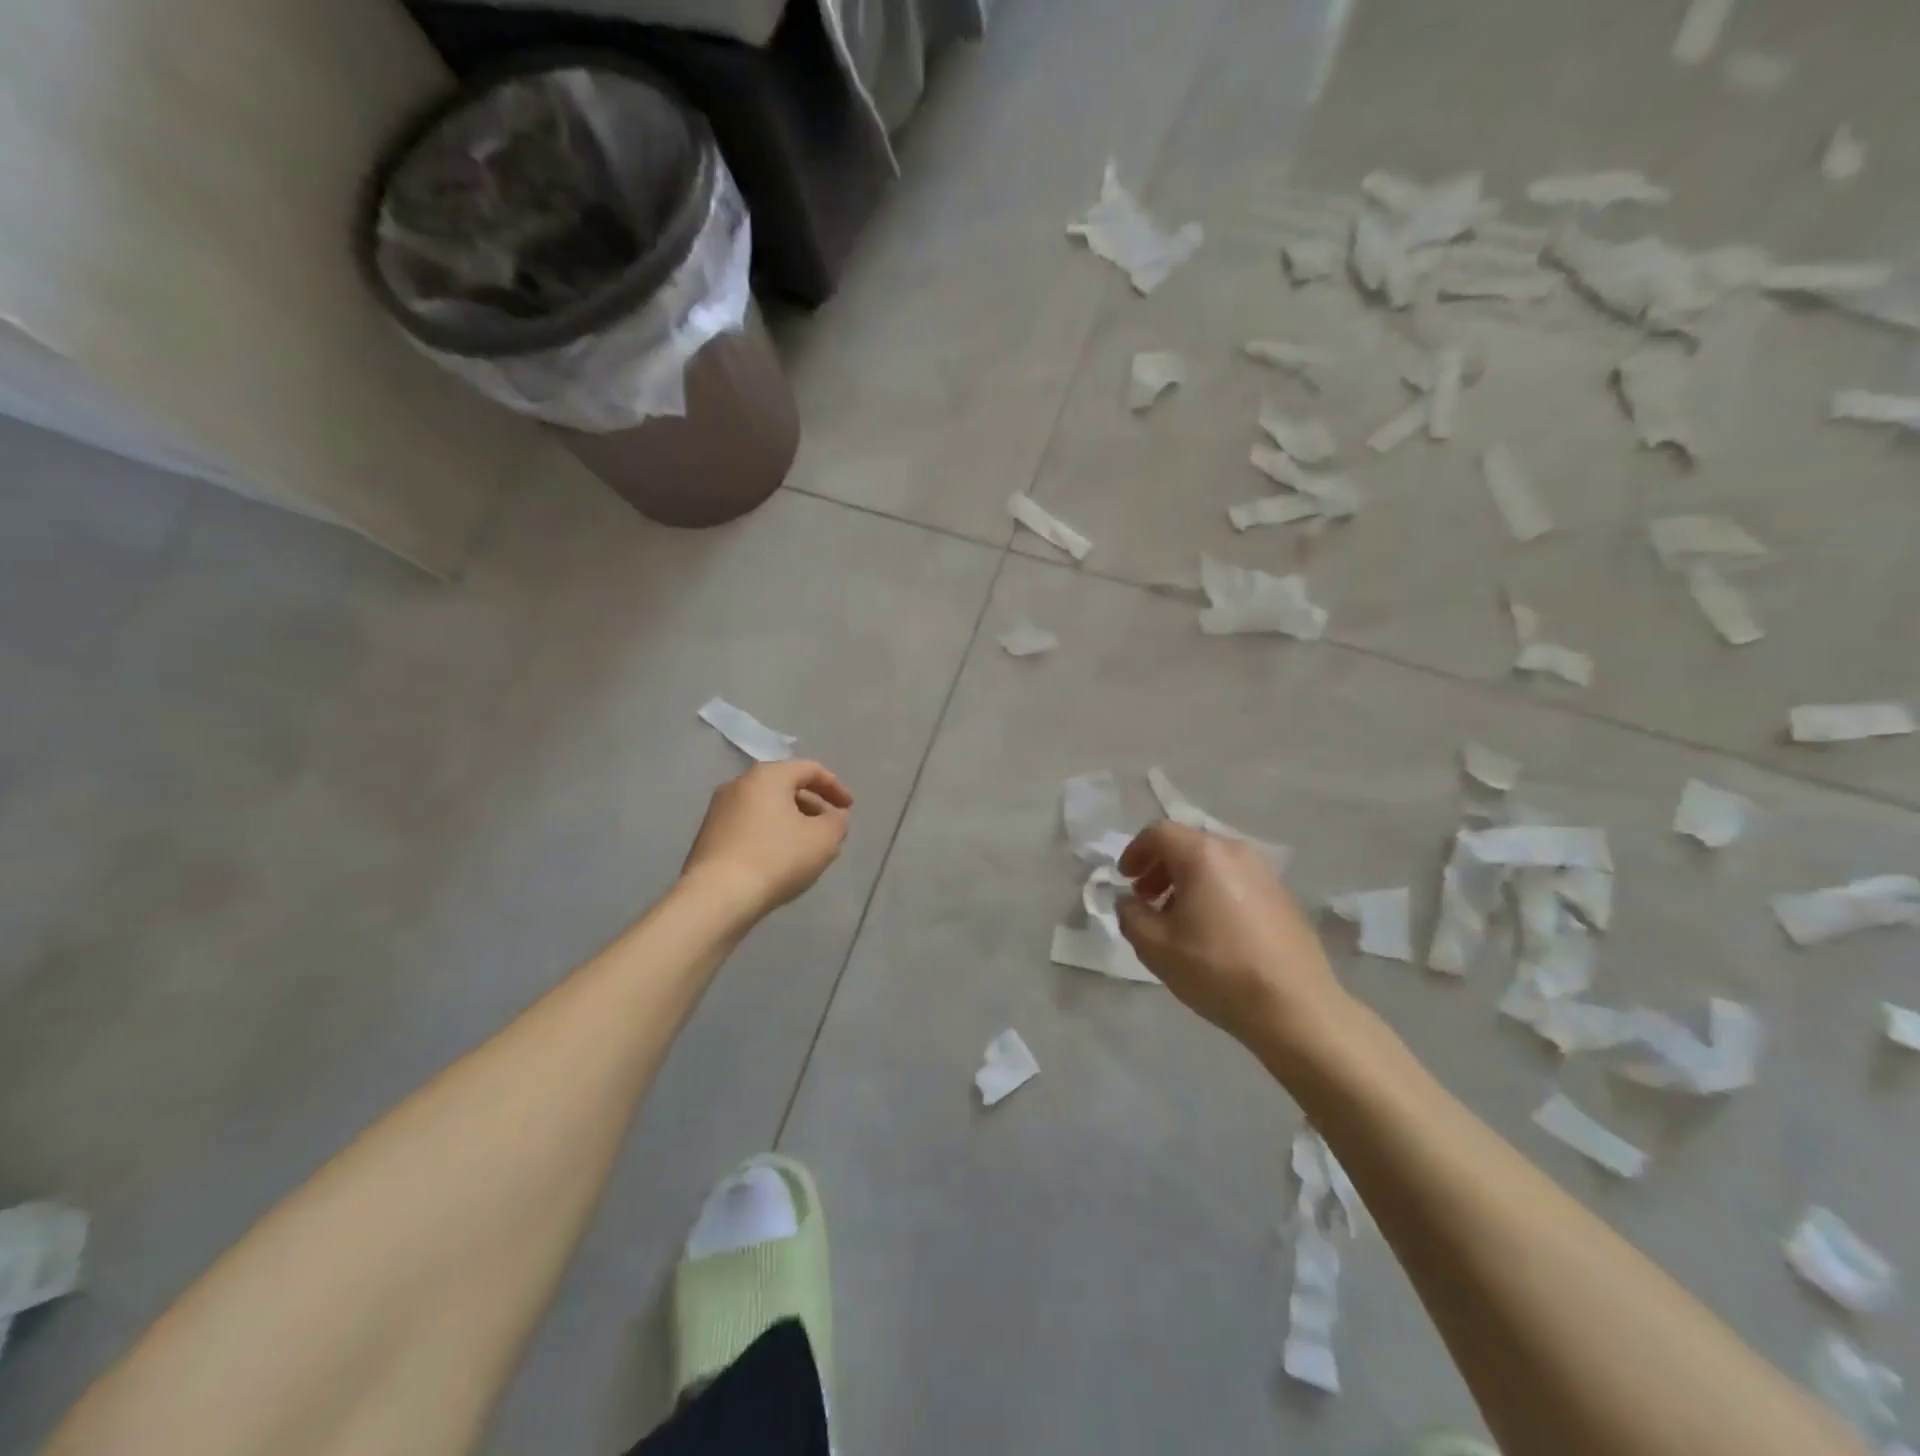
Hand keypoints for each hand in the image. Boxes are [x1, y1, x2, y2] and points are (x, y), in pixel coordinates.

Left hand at [682, 760, 852, 918]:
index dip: (835, 787)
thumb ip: (837, 822)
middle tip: (828, 827)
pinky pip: (748, 824)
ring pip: (765, 806)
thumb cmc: (777, 858)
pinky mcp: (708, 835)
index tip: (849, 808)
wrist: (717, 896)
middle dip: (812, 804)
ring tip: (806, 845)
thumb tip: (833, 817)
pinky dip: (769, 833)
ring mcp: (718, 809)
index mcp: (768, 775)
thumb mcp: (824, 839)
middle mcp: (739, 783)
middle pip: (785, 785)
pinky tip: (778, 859)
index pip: (810, 769)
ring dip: (790, 819)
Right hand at [1116, 821, 1350, 1052]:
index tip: (1125, 880)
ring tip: (1176, 917)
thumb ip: (1130, 915)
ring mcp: (1264, 872)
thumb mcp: (1155, 947)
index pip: (1159, 833)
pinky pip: (1236, 879)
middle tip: (1146, 898)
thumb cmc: (1217, 970)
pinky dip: (1213, 891)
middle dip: (1160, 866)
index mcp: (1203, 855)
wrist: (1296, 1007)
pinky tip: (1211, 929)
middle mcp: (1235, 852)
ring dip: (1186, 880)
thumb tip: (1129, 901)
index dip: (1135, 852)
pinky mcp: (1283, 896)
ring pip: (1213, 862)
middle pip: (1188, 844)